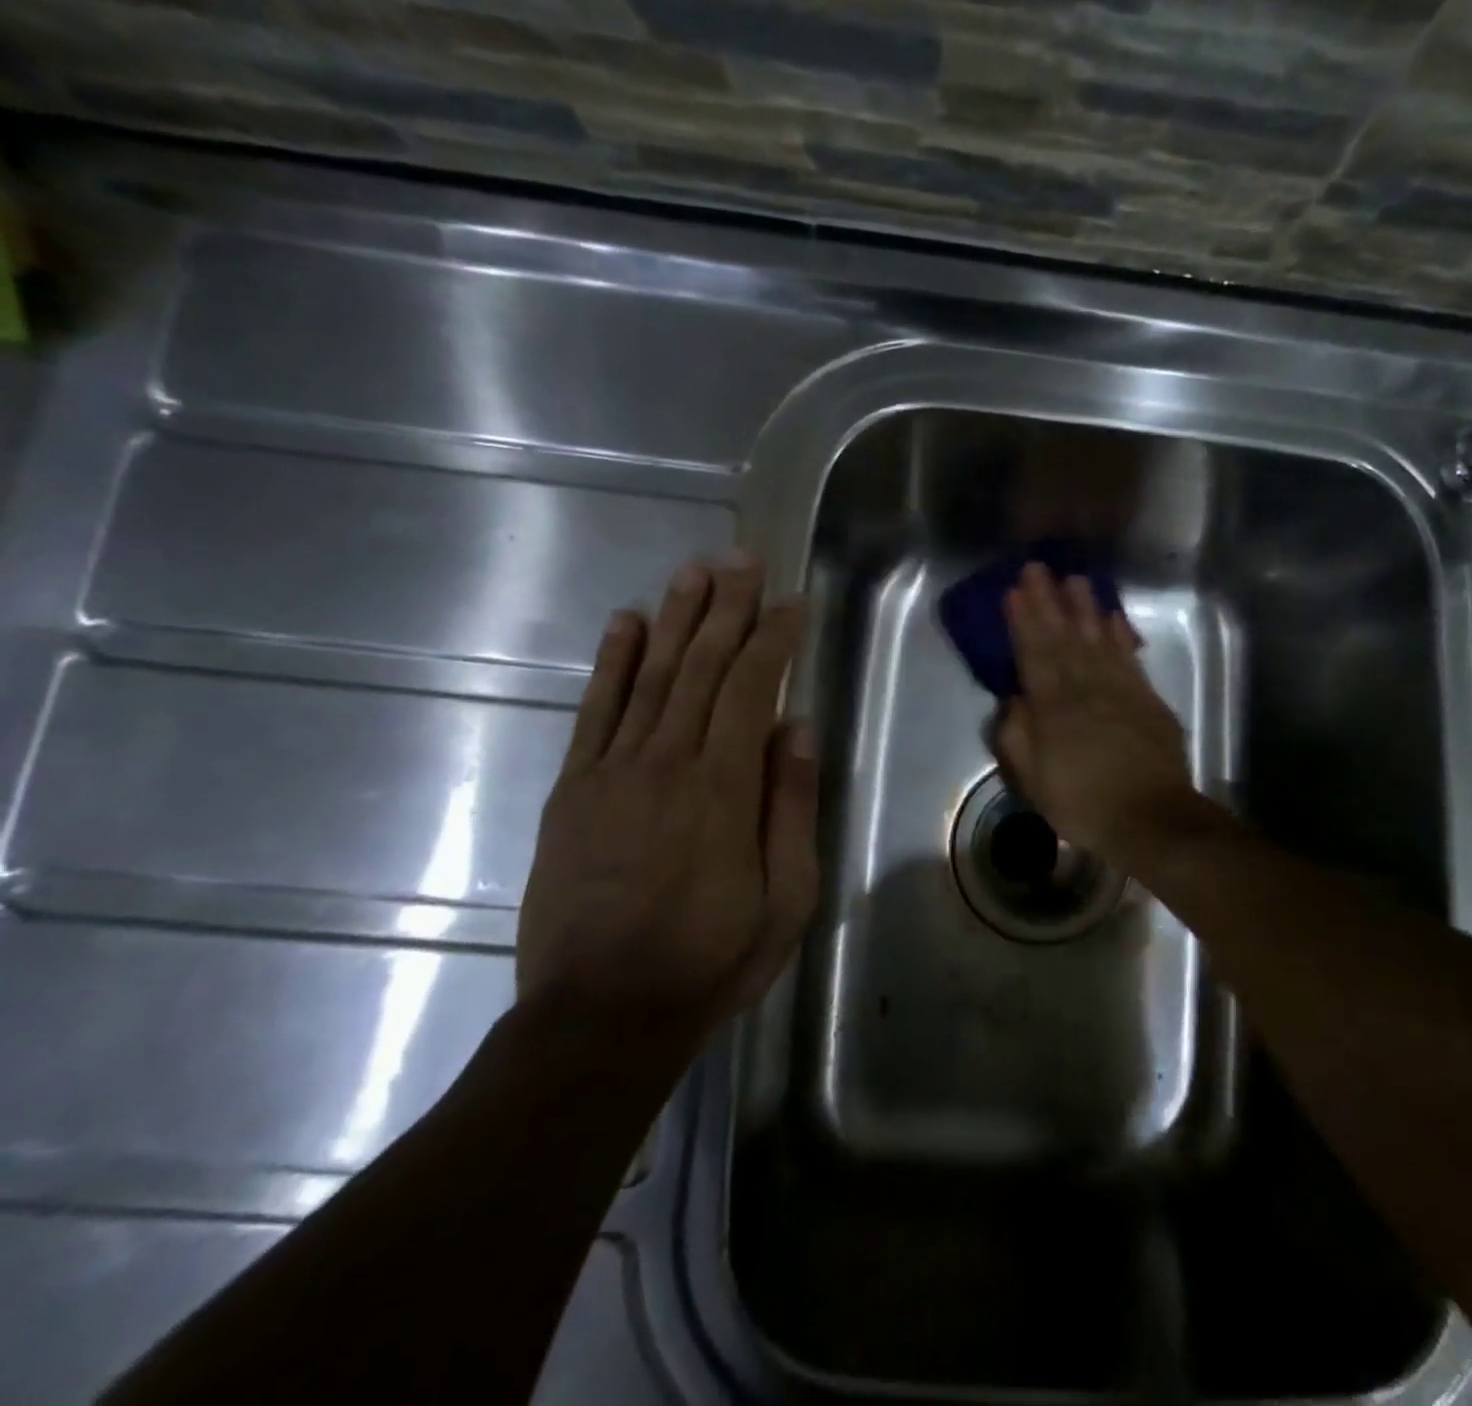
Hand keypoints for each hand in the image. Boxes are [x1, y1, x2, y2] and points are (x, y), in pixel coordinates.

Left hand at [517, 554, 818, 1051]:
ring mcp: (612, 771)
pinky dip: (612, 662)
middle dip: (726, 608)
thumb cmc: (711, 958)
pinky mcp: (573, 789)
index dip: (772, 638)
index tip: (789, 601)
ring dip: (675, 618)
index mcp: (724, 787)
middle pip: (702, 666)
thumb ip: (790, 805)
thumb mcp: (786, 896)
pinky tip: (626, 623)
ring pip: (651, 676)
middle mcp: (668, 761)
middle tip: (741, 560)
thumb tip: (796, 727)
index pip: (752, 688)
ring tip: (693, 572)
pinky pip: (595, 711)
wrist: (602, 1014)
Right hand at [994, 563, 1196, 864]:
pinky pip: (1130, 658)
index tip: (1013, 591)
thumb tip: (1013, 701)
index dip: (1023, 622)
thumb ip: (1017, 738)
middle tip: (1037, 568)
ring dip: (1084, 608)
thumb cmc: (1083, 804)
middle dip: (1048, 601)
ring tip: (1074, 580)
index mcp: (1054, 707)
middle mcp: (1086, 688)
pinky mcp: (1148, 700)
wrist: (1151, 819)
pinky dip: (1121, 635)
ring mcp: (1121, 690)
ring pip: (1098, 640)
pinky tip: (1113, 617)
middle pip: (1064, 638)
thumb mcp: (1034, 781)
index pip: (1033, 655)